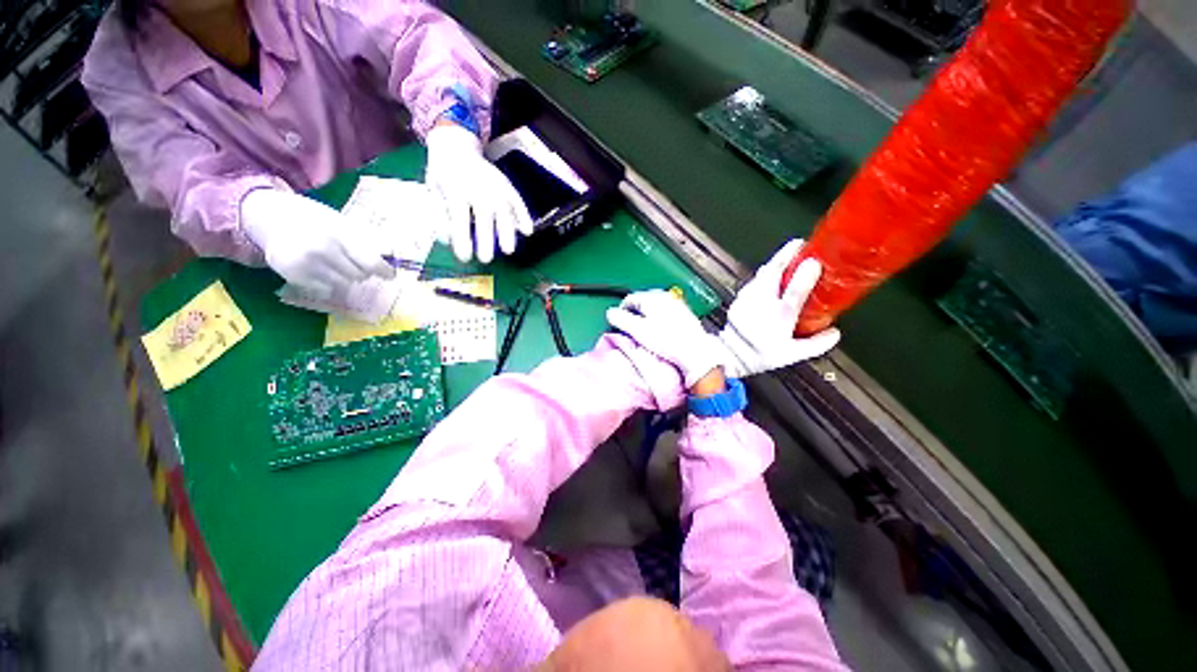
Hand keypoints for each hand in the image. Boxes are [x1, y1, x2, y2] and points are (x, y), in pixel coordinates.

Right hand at [241, 189, 394, 298]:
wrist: (271, 217)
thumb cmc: (316, 220)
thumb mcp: (342, 222)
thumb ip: (367, 240)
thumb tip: (393, 256)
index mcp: (338, 233)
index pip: (371, 262)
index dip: (385, 271)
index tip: (390, 275)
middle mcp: (322, 249)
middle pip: (359, 276)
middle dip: (362, 271)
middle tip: (354, 263)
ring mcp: (306, 263)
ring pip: (344, 284)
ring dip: (345, 278)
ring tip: (335, 264)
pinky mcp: (293, 275)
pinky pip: (325, 290)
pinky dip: (327, 283)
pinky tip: (319, 270)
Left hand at [424, 123, 534, 262]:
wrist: (456, 145)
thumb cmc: (443, 175)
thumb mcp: (433, 192)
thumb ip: (440, 215)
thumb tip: (447, 240)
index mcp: (455, 187)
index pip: (459, 217)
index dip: (462, 238)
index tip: (464, 257)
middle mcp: (478, 185)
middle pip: (484, 214)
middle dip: (486, 239)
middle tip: (486, 259)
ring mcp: (495, 184)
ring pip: (504, 209)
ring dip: (508, 232)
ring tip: (509, 251)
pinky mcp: (507, 185)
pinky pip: (518, 201)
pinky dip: (524, 216)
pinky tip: (527, 231)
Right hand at [606, 289, 725, 387]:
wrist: (694, 350)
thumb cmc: (669, 341)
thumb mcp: (638, 330)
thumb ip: (621, 319)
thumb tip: (611, 313)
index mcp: (652, 298)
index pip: (629, 299)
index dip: (622, 311)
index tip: (620, 322)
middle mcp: (664, 297)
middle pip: (642, 301)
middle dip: (635, 313)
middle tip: (633, 329)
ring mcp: (675, 304)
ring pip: (654, 307)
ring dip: (648, 317)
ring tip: (648, 332)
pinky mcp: (683, 314)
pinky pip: (665, 313)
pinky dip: (659, 320)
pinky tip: (661, 332)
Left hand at [717, 239, 840, 377]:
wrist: (730, 354)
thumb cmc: (761, 355)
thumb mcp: (792, 355)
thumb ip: (816, 344)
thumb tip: (836, 333)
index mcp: (779, 317)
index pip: (794, 294)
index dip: (804, 277)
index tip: (815, 262)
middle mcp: (762, 304)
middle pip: (773, 273)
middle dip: (786, 255)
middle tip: (801, 244)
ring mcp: (748, 299)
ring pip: (762, 274)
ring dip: (776, 262)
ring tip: (789, 254)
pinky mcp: (739, 298)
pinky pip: (754, 281)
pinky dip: (765, 274)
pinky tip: (772, 274)